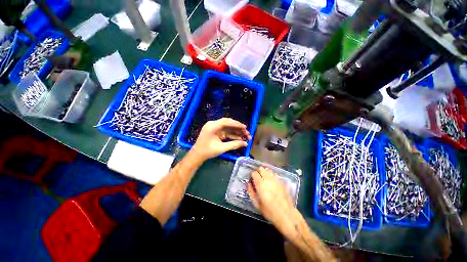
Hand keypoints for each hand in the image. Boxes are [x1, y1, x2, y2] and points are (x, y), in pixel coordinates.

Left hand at [191, 118, 251, 160]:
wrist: (197, 156)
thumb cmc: (207, 151)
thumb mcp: (222, 148)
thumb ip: (234, 144)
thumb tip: (245, 143)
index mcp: (212, 126)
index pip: (227, 122)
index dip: (237, 124)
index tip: (245, 127)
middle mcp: (213, 124)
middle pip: (228, 124)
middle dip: (238, 128)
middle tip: (247, 133)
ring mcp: (214, 128)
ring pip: (228, 128)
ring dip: (236, 132)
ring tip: (245, 136)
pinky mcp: (216, 132)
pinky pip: (226, 132)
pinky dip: (232, 135)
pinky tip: (239, 138)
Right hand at [247, 167, 297, 235]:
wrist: (287, 215)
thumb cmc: (270, 211)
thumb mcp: (257, 204)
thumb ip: (251, 192)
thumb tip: (248, 183)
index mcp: (261, 184)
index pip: (254, 173)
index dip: (252, 175)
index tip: (252, 180)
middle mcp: (268, 179)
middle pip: (261, 168)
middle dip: (258, 172)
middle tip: (257, 179)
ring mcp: (276, 179)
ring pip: (268, 170)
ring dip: (264, 172)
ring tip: (264, 179)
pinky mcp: (281, 181)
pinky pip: (274, 174)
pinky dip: (270, 175)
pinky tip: (271, 182)